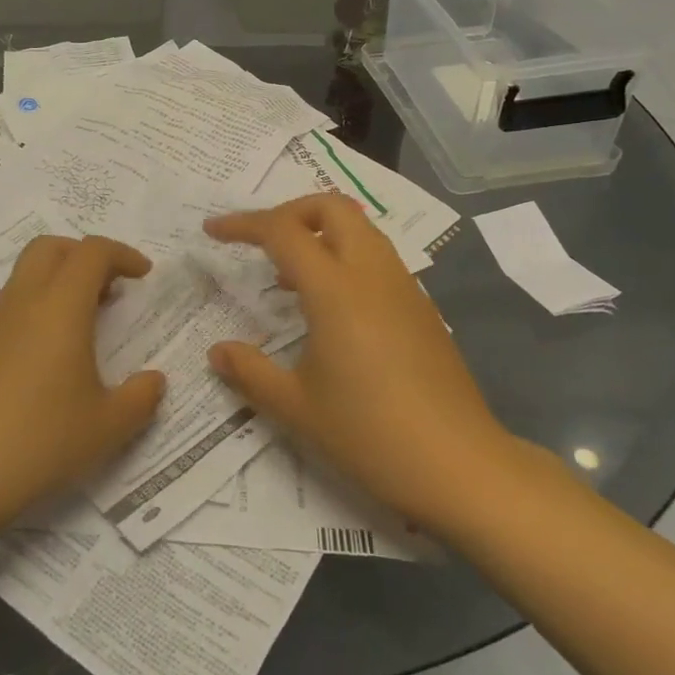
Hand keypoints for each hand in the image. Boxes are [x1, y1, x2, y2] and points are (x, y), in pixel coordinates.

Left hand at [0, 235, 165, 532]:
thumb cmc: (40, 441)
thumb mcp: (107, 427)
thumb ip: (140, 398)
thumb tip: (154, 380)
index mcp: (61, 307)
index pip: (92, 252)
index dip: (123, 254)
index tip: (145, 276)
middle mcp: (26, 303)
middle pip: (52, 247)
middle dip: (85, 254)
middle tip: (113, 286)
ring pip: (28, 273)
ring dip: (62, 279)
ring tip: (90, 319)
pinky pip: (16, 304)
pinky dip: (43, 306)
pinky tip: (57, 352)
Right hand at [204, 195, 510, 527]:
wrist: (461, 466)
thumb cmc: (370, 435)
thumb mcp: (296, 407)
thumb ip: (250, 372)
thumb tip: (218, 352)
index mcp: (336, 290)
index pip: (283, 231)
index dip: (242, 224)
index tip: (213, 231)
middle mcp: (372, 274)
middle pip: (332, 207)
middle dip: (289, 211)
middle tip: (260, 241)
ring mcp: (404, 288)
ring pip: (360, 229)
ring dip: (320, 233)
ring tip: (289, 277)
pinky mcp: (422, 308)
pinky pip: (377, 258)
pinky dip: (345, 257)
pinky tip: (330, 307)